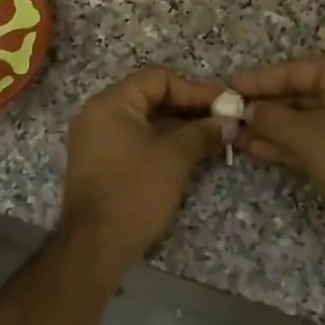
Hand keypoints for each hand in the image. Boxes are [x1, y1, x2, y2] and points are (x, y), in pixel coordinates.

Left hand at [58, 67, 226, 269]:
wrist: (96, 245)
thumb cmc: (135, 192)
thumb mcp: (175, 158)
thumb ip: (202, 133)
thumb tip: (229, 122)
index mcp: (111, 103)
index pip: (158, 78)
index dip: (195, 89)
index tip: (224, 103)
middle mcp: (97, 114)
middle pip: (149, 96)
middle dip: (188, 107)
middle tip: (222, 118)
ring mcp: (95, 139)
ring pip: (143, 120)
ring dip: (177, 125)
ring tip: (211, 135)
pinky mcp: (99, 162)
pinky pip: (133, 139)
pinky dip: (160, 140)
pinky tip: (188, 151)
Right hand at [231, 58, 324, 248]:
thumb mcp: (307, 136)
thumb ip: (271, 119)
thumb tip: (246, 111)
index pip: (295, 70)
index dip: (259, 80)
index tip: (228, 87)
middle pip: (299, 94)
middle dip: (263, 107)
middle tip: (227, 114)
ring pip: (303, 120)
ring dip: (270, 128)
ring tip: (234, 136)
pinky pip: (313, 140)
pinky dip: (287, 144)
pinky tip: (256, 149)